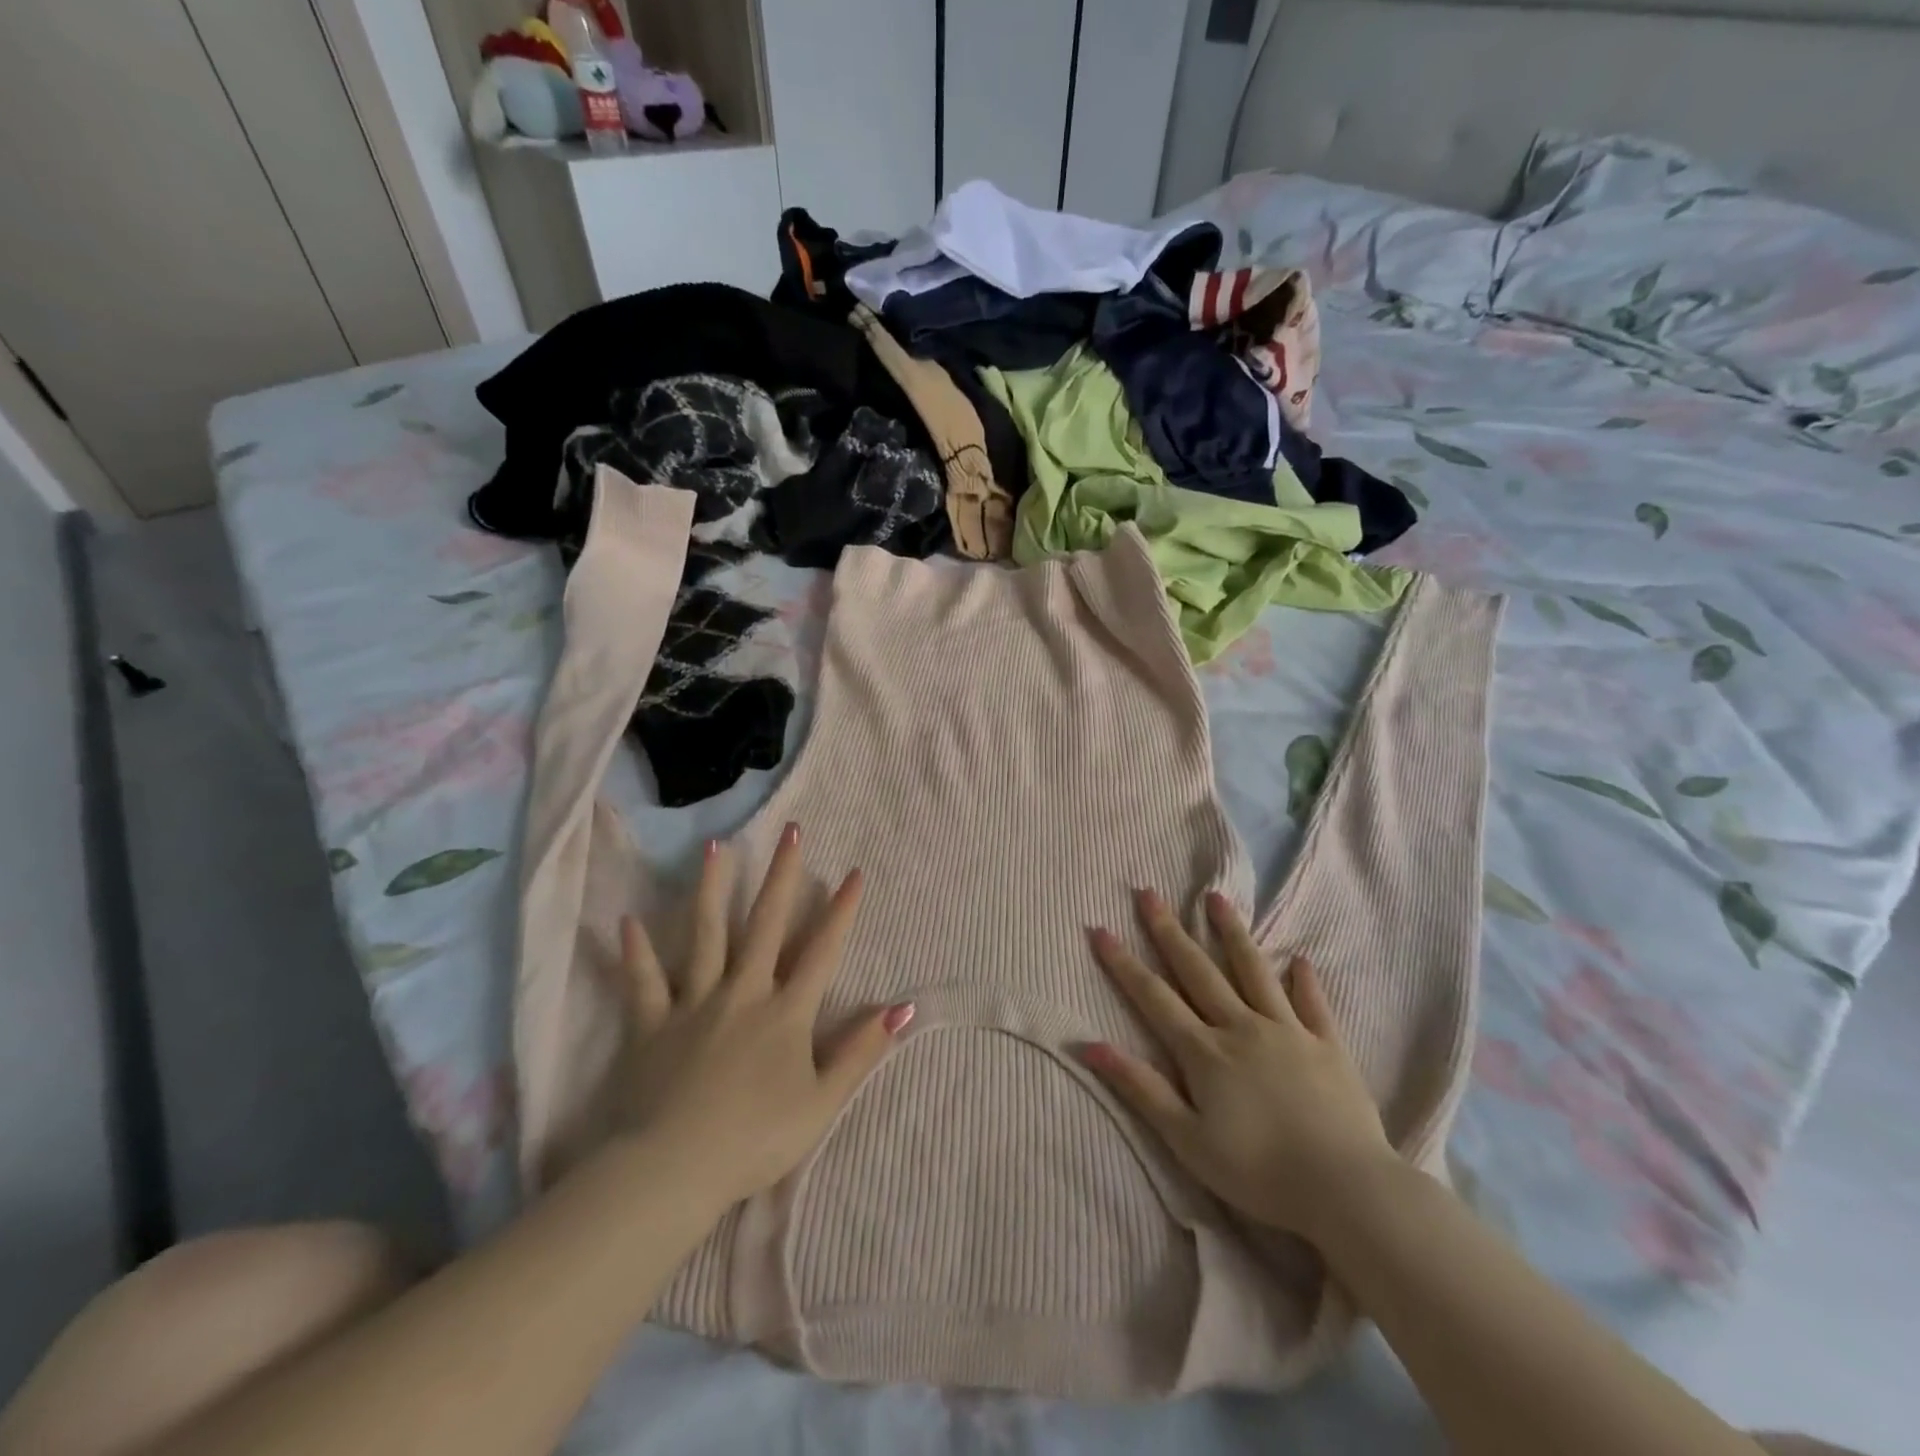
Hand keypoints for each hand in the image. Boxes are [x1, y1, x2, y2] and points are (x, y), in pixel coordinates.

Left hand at [613, 824, 913, 1208]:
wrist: (672, 1169)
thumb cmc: (755, 1140)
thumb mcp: (822, 1102)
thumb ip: (861, 1051)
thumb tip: (904, 1008)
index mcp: (786, 1012)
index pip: (822, 951)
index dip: (841, 911)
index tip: (854, 872)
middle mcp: (743, 993)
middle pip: (766, 925)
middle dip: (782, 876)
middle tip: (790, 831)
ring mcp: (695, 1003)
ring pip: (705, 935)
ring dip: (711, 889)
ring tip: (714, 847)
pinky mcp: (653, 1024)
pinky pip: (644, 982)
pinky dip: (636, 953)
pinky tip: (628, 922)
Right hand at [1082, 888, 1396, 1240]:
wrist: (1347, 1189)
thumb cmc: (1259, 1172)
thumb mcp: (1187, 1140)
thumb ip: (1141, 1088)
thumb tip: (1089, 1046)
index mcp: (1205, 1051)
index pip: (1154, 997)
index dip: (1124, 963)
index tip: (1100, 929)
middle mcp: (1241, 1027)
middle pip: (1198, 970)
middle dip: (1168, 931)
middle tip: (1149, 893)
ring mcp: (1287, 1031)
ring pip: (1253, 971)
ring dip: (1231, 933)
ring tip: (1216, 898)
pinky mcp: (1327, 1046)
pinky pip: (1312, 1005)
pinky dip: (1304, 981)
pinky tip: (1299, 960)